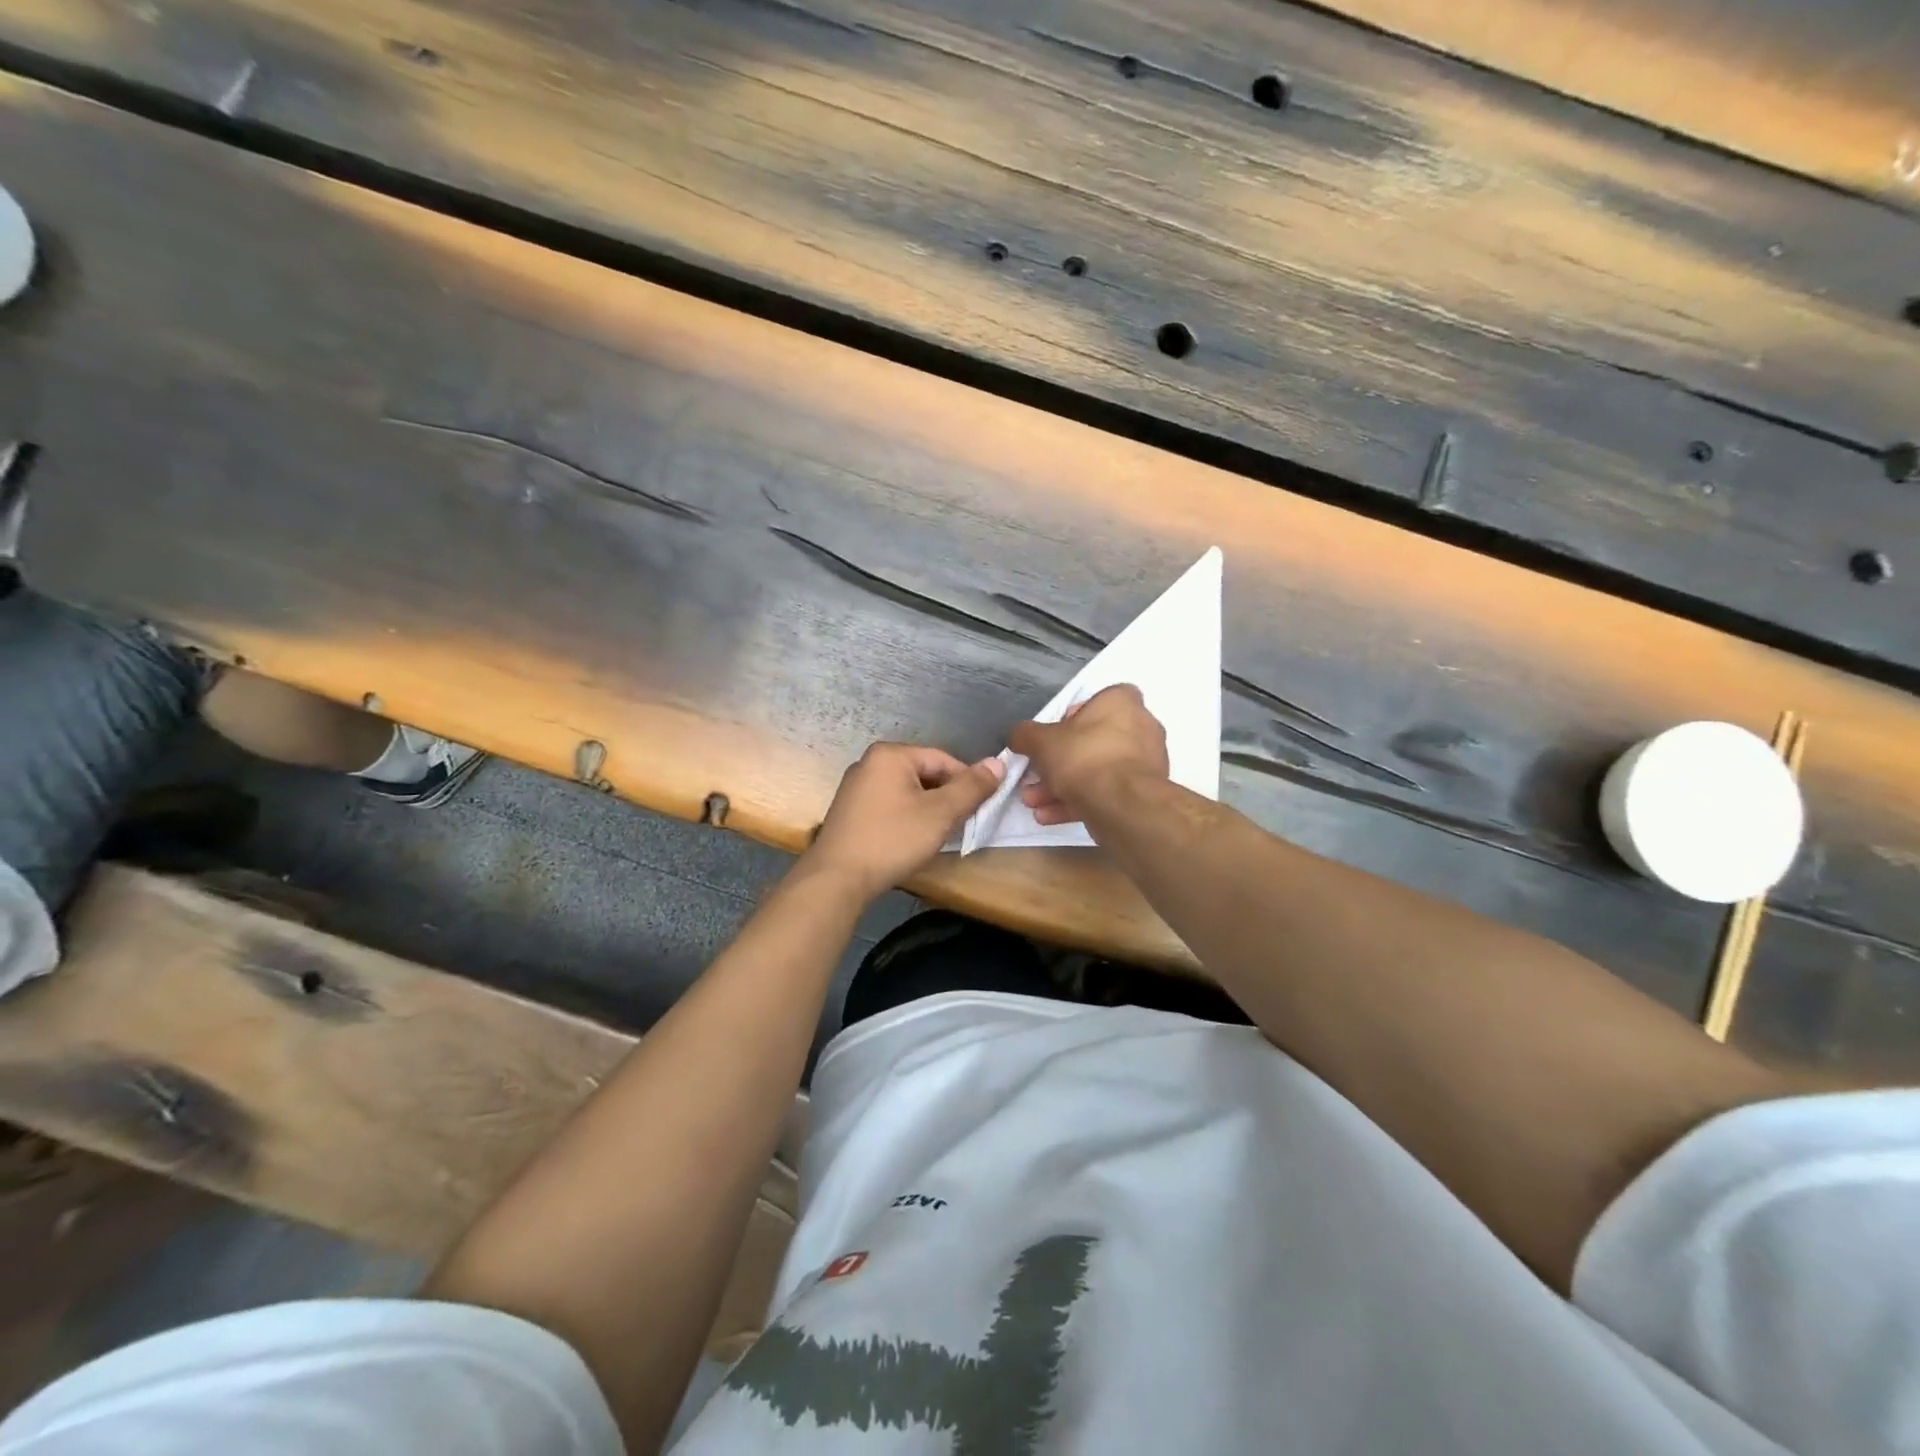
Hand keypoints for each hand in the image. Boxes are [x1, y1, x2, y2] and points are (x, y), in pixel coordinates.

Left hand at [800, 743, 1005, 898]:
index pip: (944, 759)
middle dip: (946, 797)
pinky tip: (911, 840)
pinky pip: (890, 805)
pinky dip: (907, 818)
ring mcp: (856, 787)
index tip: (981, 809)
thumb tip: (999, 763)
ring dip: (928, 810)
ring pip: (907, 791)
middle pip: (924, 773)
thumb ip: (972, 787)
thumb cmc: (892, 839)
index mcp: (890, 755)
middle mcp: (870, 763)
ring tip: (938, 835)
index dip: (967, 782)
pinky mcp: (850, 811)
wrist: (837, 878)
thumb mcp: (940, 813)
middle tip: (961, 824)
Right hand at [1009, 684, 1168, 825]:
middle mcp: (1141, 727)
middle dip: (1058, 763)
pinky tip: (1049, 816)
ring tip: (1034, 803)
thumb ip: (1025, 735)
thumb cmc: (1083, 757)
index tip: (1052, 736)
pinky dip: (1079, 802)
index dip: (1071, 717)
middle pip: (1091, 741)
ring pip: (1097, 771)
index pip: (1096, 701)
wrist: (1122, 805)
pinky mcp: (1145, 794)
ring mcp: (1146, 763)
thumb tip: (1018, 737)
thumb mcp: (1040, 741)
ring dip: (1062, 787)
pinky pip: (1107, 792)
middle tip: (1034, 779)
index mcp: (1122, 703)